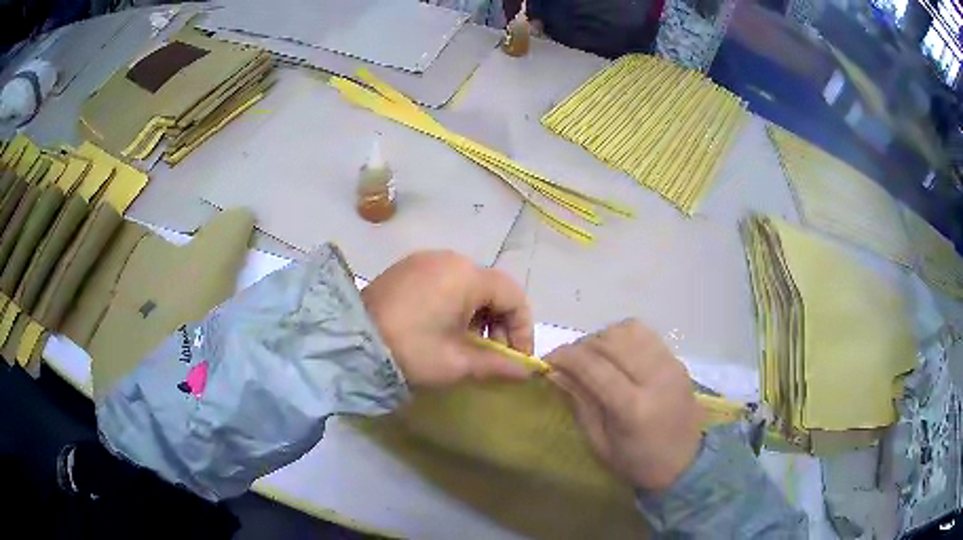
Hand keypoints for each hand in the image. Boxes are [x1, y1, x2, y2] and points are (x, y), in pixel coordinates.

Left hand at [362, 251, 533, 387]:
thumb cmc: (410, 350)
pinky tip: (442, 330)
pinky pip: (444, 282)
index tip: (517, 358)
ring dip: (477, 316)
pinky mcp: (407, 267)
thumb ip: (497, 364)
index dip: (523, 328)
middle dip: (499, 324)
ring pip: (468, 286)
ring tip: (465, 345)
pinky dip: (454, 305)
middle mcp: (450, 258)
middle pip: (491, 288)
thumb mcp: (456, 362)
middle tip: (491, 355)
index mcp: (467, 275)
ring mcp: (425, 260)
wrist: (349, 341)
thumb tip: (527, 371)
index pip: (514, 296)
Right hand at [546, 319, 701, 491]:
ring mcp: (670, 365)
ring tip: (593, 356)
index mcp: (633, 407)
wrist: (687, 461)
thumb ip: (580, 404)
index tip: (548, 360)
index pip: (593, 366)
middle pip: (610, 342)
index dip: (566, 357)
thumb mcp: (600, 444)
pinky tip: (616, 353)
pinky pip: (646, 334)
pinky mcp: (677, 360)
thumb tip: (556, 372)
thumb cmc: (638, 462)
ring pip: (628, 330)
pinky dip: (623, 337)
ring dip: (603, 338)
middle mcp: (655, 378)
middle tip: (568, 361)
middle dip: (581, 346)